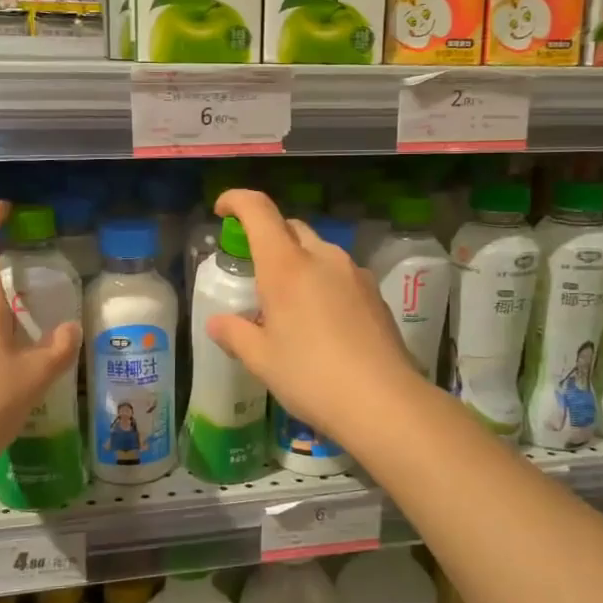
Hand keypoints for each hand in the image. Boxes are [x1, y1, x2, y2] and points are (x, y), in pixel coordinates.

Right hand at [204, 189, 424, 448]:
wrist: (384, 402)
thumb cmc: (311, 377)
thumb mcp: (262, 360)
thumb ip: (235, 334)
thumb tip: (217, 323)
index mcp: (286, 266)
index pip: (259, 210)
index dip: (237, 200)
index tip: (223, 211)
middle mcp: (323, 257)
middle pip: (290, 227)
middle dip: (267, 236)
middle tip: (253, 269)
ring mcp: (354, 273)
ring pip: (318, 250)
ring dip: (297, 261)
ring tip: (288, 302)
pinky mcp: (375, 293)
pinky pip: (340, 273)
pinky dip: (322, 281)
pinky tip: (321, 320)